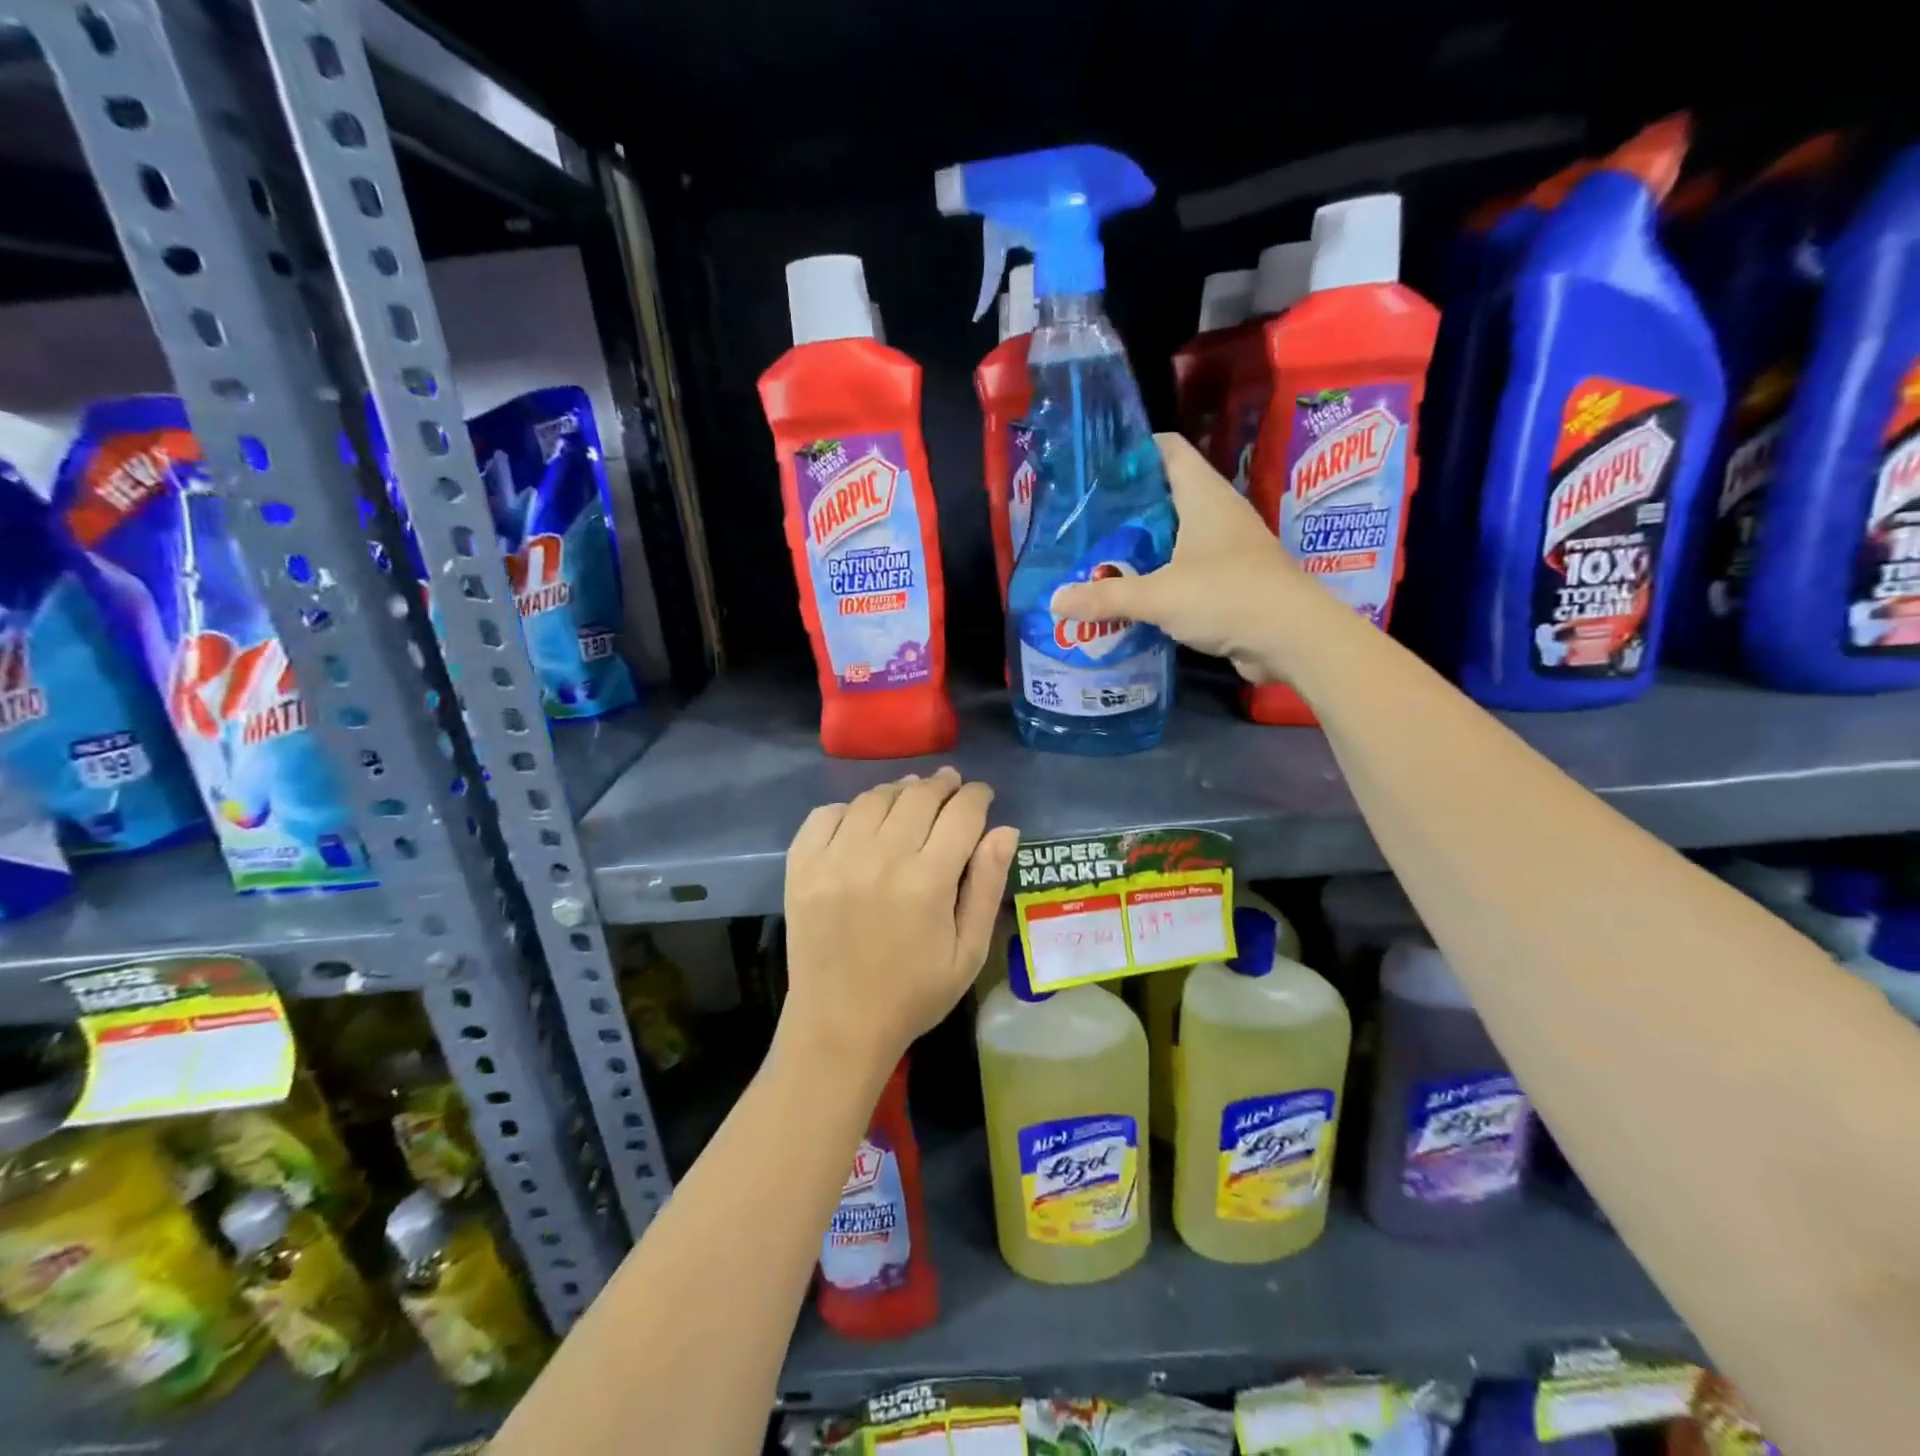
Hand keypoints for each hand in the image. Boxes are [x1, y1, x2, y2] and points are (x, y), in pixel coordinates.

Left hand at [781, 768, 1018, 1077]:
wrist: (839, 1025)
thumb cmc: (914, 993)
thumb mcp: (968, 951)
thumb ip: (987, 885)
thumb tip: (1004, 829)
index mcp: (928, 880)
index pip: (961, 813)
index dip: (976, 796)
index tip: (981, 794)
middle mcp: (882, 858)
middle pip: (918, 796)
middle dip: (942, 785)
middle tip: (950, 786)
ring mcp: (836, 858)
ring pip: (874, 799)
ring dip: (899, 791)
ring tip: (911, 797)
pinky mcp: (802, 866)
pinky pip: (826, 814)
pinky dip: (849, 809)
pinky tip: (862, 821)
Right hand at [1050, 433, 1307, 683]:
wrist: (1291, 638)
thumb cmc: (1225, 596)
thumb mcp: (1158, 596)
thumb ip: (1106, 597)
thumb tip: (1054, 601)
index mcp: (1203, 497)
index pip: (1168, 450)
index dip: (1134, 450)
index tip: (1096, 467)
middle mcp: (1218, 514)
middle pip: (1167, 494)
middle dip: (1128, 506)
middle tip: (1086, 520)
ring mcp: (1228, 548)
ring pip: (1176, 535)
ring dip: (1143, 546)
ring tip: (1100, 556)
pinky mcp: (1231, 581)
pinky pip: (1187, 569)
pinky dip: (1161, 576)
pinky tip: (1133, 593)